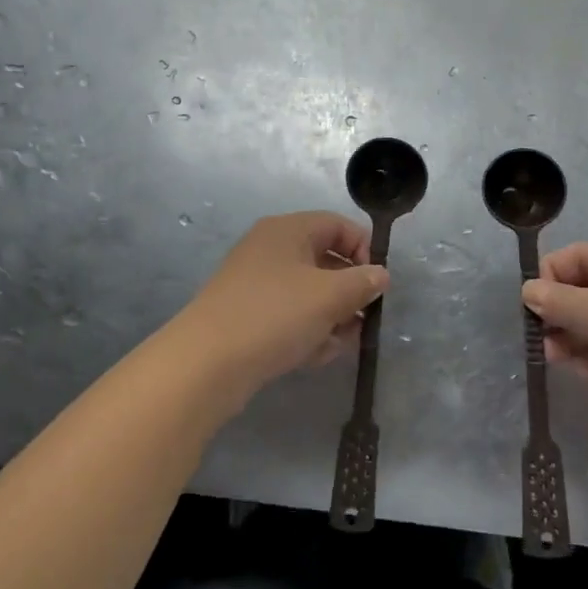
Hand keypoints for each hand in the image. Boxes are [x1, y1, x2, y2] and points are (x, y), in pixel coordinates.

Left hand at [178, 212, 388, 403]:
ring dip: (332, 317)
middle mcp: (270, 249)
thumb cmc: (275, 315)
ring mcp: (256, 284)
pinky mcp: (248, 315)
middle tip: (364, 320)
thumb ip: (362, 282)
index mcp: (288, 230)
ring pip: (309, 293)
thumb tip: (380, 275)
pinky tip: (315, 356)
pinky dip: (307, 331)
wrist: (207, 363)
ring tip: (339, 344)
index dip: (364, 250)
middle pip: (325, 261)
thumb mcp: (330, 296)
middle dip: (349, 292)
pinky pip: (289, 316)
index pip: (338, 226)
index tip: (377, 284)